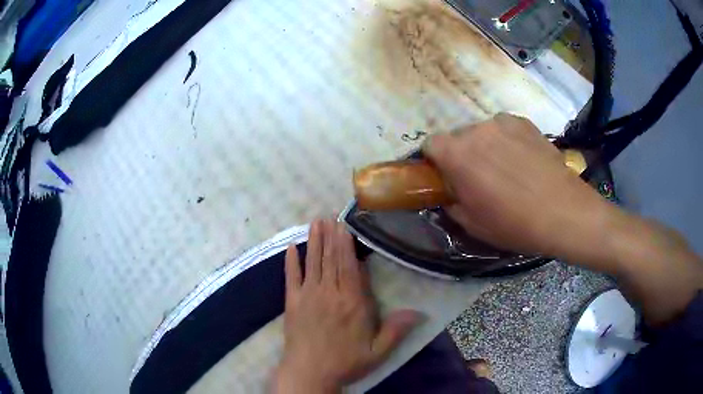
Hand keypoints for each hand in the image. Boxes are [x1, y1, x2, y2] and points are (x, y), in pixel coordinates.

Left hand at [272, 219, 421, 393]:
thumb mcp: (377, 352)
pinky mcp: (292, 303)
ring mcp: (308, 296)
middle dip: (330, 236)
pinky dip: (290, 261)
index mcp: (352, 303)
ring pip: (313, 263)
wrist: (309, 373)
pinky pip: (291, 277)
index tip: (344, 225)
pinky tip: (290, 247)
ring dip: (314, 241)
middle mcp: (329, 293)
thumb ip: (396, 331)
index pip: (349, 267)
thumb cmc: (345, 362)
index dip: (346, 245)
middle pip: (331, 259)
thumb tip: (419, 312)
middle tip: (329, 215)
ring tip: (315, 222)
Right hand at [423, 113, 614, 261]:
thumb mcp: (473, 225)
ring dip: (485, 147)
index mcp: (457, 154)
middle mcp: (476, 130)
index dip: (434, 161)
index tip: (446, 178)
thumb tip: (451, 193)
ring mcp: (503, 122)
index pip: (430, 144)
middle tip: (479, 179)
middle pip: (458, 137)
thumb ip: (452, 203)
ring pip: (482, 132)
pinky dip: (506, 141)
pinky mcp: (525, 122)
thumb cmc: (514, 223)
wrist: (563, 212)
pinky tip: (523, 161)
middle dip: (462, 155)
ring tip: (506, 169)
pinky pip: (505, 129)